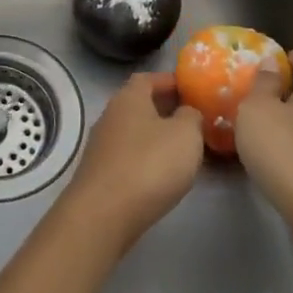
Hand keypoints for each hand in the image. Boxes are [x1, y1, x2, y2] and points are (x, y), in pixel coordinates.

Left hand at [61, 72, 204, 247]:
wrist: (103, 214)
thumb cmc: (149, 164)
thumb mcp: (185, 134)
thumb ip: (191, 117)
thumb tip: (186, 112)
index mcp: (129, 98)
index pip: (148, 78)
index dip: (170, 81)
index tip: (191, 89)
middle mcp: (110, 115)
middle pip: (139, 104)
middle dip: (165, 109)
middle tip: (193, 119)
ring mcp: (101, 145)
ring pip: (134, 131)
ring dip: (156, 136)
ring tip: (182, 148)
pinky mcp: (99, 173)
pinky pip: (128, 156)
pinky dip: (145, 158)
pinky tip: (162, 173)